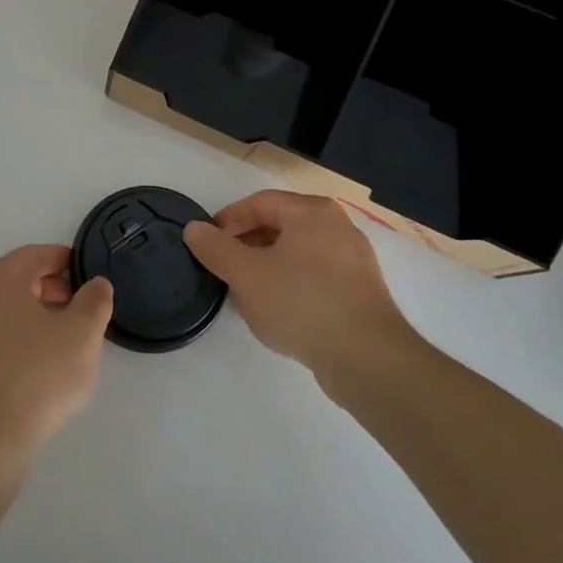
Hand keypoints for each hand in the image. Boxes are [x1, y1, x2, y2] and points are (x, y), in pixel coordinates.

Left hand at [0, 246, 112, 483]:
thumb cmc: (37, 376)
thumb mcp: (82, 334)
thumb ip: (95, 301)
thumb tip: (96, 284)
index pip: (39, 254)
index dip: (69, 262)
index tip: (91, 279)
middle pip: (21, 277)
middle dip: (54, 287)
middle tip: (83, 309)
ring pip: (8, 305)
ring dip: (38, 312)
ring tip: (66, 338)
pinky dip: (20, 334)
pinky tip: (40, 361)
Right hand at [184, 191, 413, 389]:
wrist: (368, 359)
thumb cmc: (302, 303)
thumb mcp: (246, 275)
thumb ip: (216, 248)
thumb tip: (193, 229)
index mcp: (312, 212)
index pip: (259, 203)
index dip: (228, 220)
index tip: (207, 242)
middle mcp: (338, 227)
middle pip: (280, 226)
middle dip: (247, 245)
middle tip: (223, 268)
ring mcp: (354, 261)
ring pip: (297, 254)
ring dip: (267, 267)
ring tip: (245, 293)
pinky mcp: (361, 293)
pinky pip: (316, 277)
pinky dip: (291, 285)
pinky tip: (276, 311)